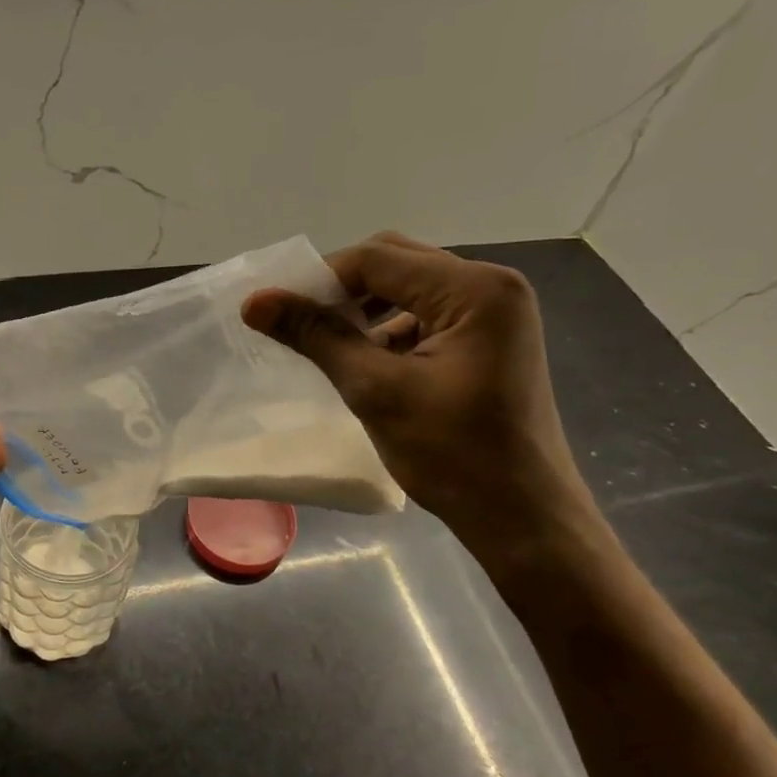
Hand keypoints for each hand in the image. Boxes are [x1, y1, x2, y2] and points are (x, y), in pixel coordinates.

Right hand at [243, 232, 597, 565]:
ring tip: (327, 342)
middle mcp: (491, 285)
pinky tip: (365, 360)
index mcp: (474, 289)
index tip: (273, 310)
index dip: (319, 280)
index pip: (377, 259)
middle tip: (299, 322)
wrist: (522, 517)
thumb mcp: (376, 391)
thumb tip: (254, 302)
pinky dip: (390, 328)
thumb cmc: (453, 455)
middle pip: (396, 263)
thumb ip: (316, 336)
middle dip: (342, 289)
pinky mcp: (490, 339)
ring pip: (410, 287)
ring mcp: (495, 312)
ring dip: (365, 308)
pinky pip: (428, 314)